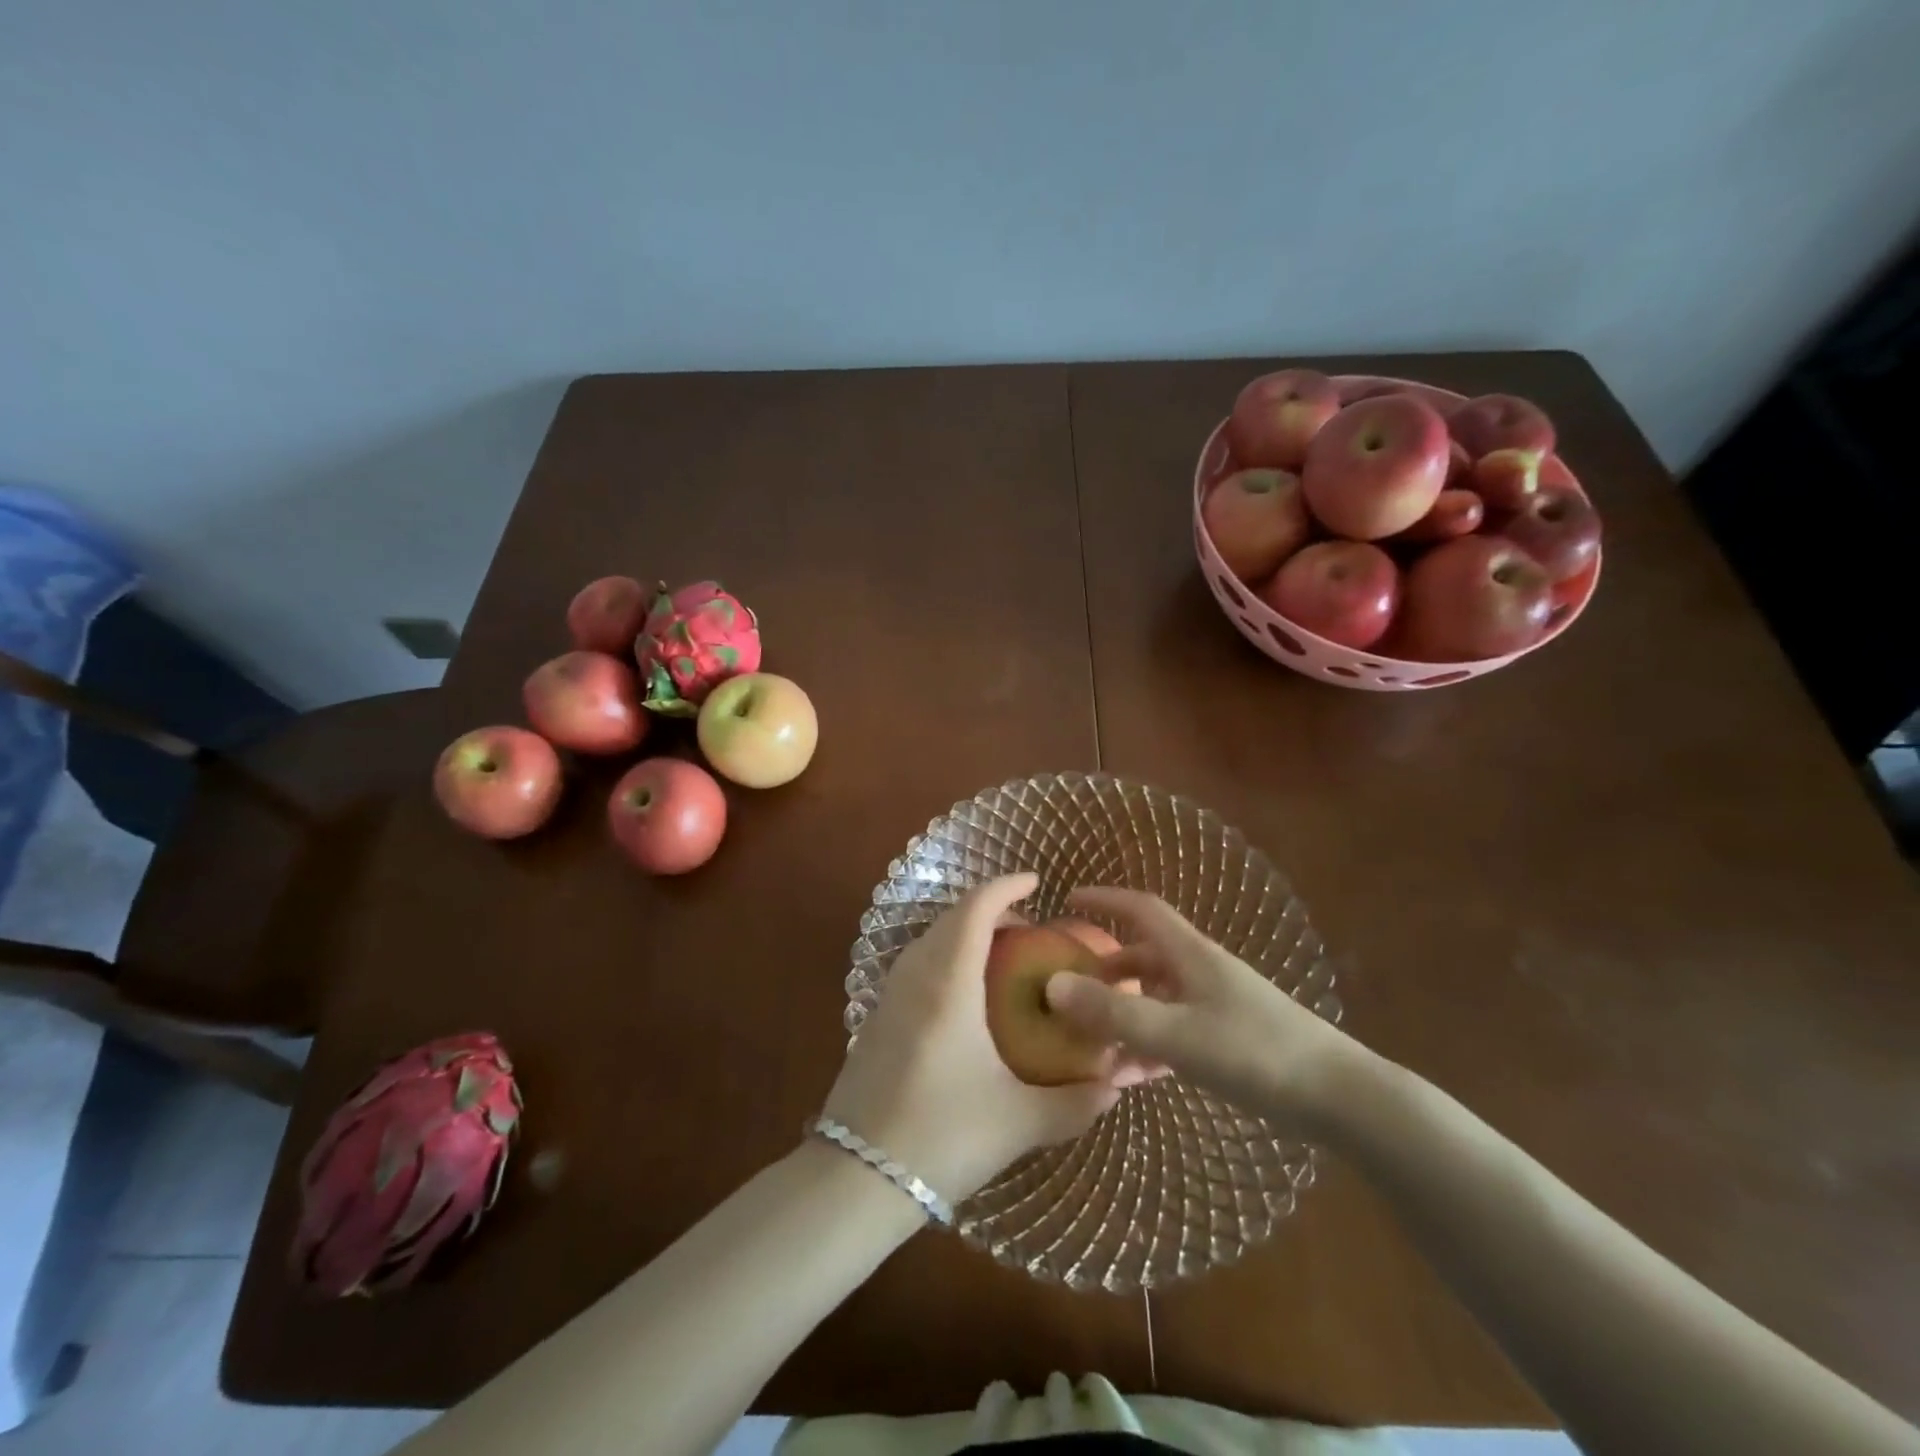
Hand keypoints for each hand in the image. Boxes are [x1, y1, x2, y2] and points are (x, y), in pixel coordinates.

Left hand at [819, 874, 1122, 1202]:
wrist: (854, 1177)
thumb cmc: (941, 1137)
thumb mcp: (1017, 1122)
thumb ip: (1074, 1103)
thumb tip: (1115, 1087)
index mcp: (948, 982)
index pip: (976, 909)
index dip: (1006, 887)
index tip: (1037, 882)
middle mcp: (914, 975)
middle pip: (952, 918)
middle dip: (992, 910)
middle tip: (1031, 928)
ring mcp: (889, 995)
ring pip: (931, 939)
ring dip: (967, 933)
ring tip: (1005, 957)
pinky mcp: (878, 1018)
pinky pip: (918, 963)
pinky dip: (948, 956)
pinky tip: (969, 996)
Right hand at [1043, 887, 1356, 1132]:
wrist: (1341, 1099)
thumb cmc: (1255, 1053)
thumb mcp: (1176, 1035)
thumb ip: (1114, 1013)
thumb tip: (1052, 985)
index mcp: (1191, 955)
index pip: (1140, 909)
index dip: (1104, 899)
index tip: (1068, 899)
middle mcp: (1202, 971)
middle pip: (1144, 955)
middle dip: (1106, 968)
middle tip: (1071, 988)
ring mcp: (1218, 1005)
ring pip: (1158, 998)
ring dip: (1125, 1014)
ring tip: (1091, 1043)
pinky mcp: (1230, 1039)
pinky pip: (1176, 1031)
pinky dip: (1149, 1046)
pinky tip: (1131, 1077)